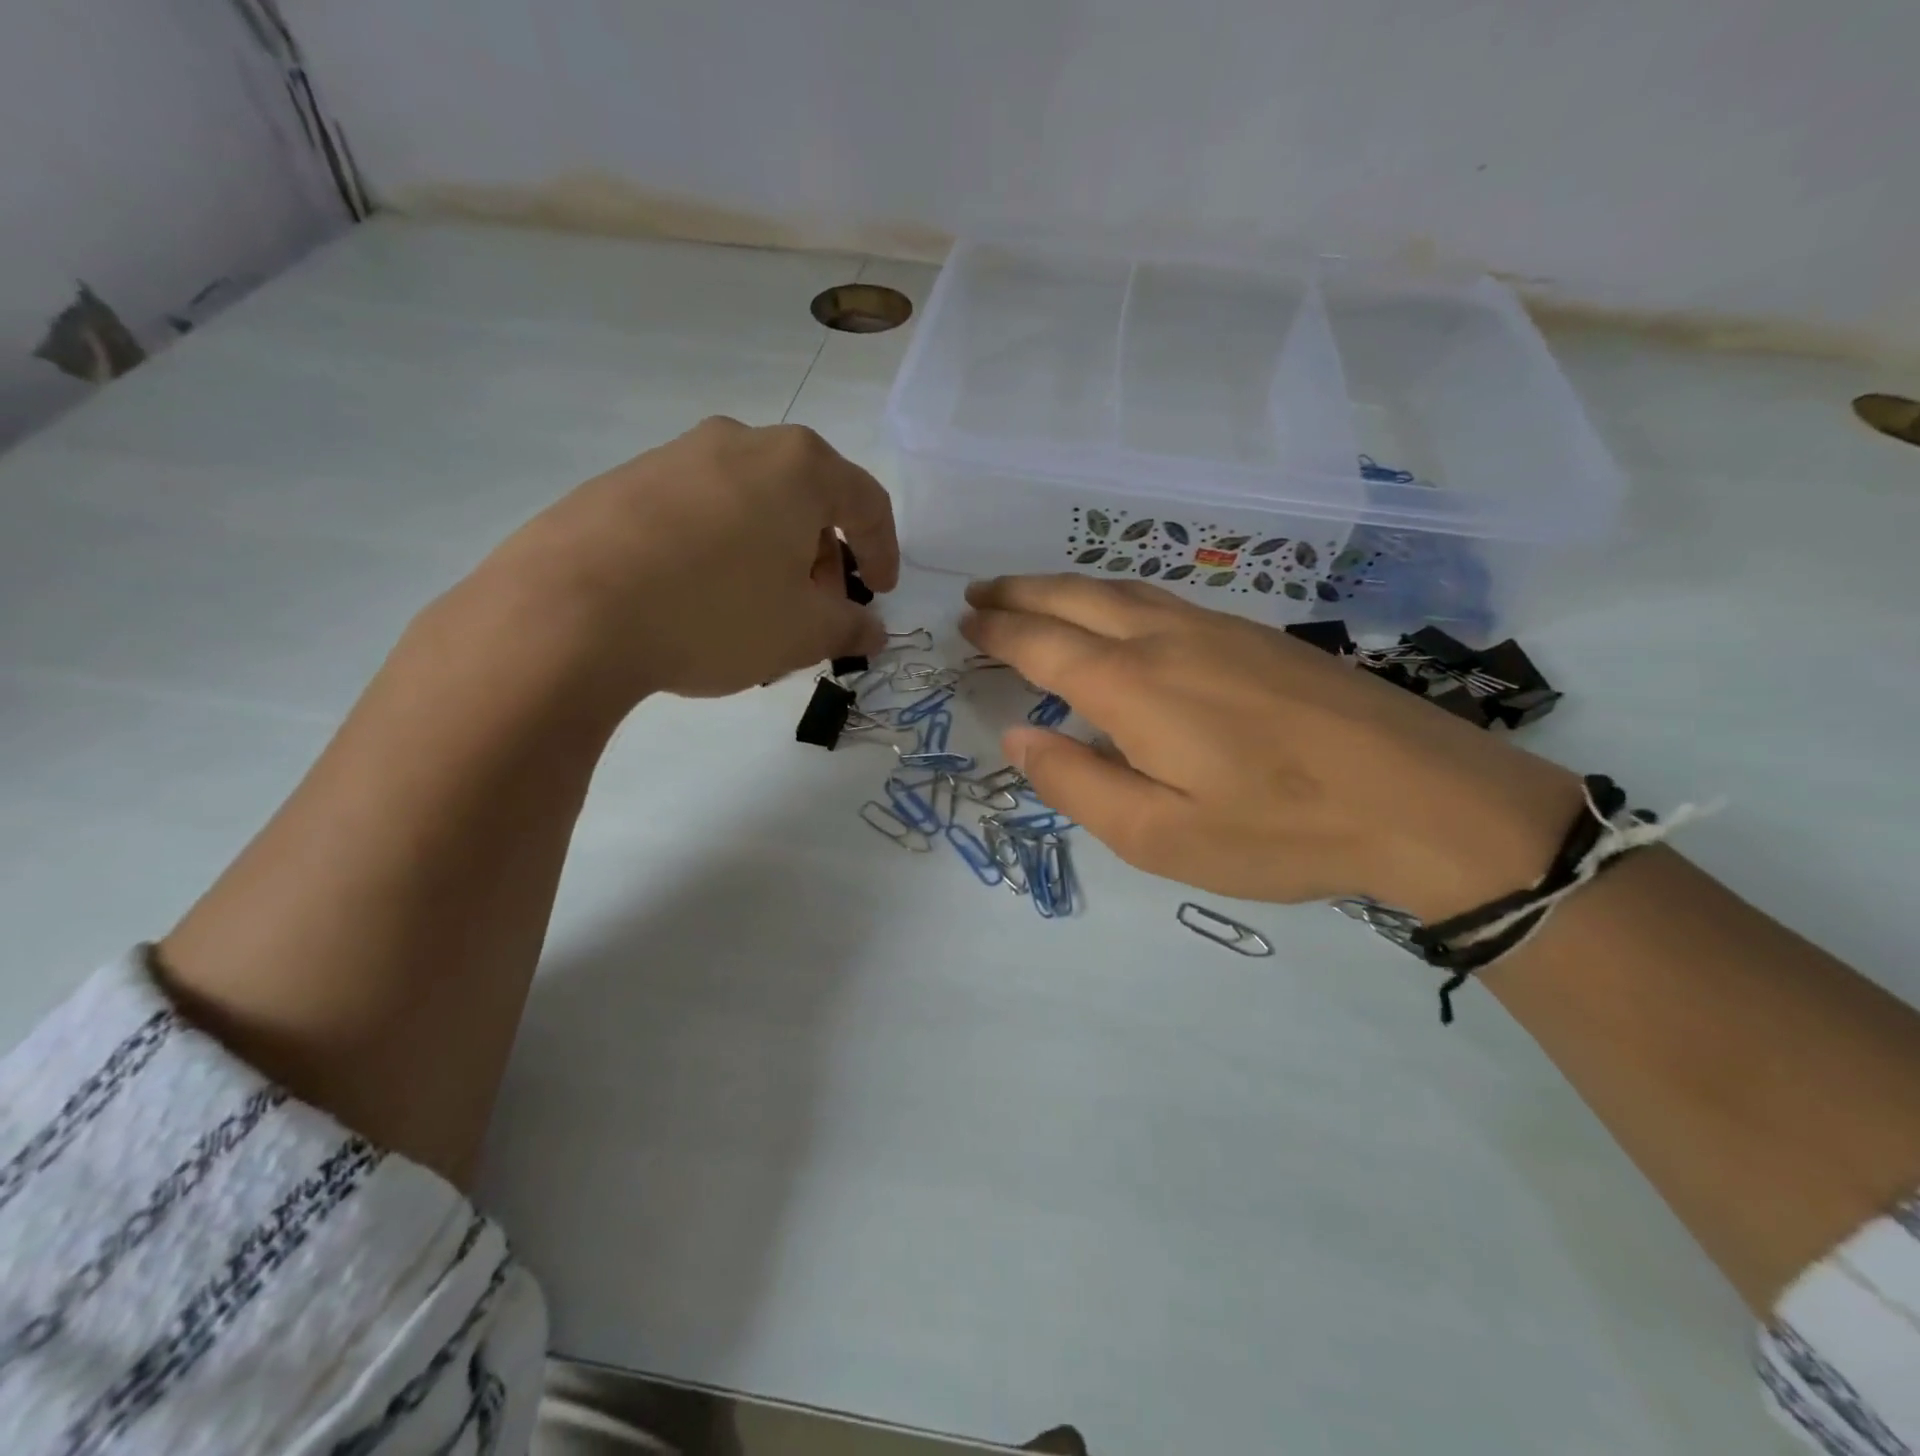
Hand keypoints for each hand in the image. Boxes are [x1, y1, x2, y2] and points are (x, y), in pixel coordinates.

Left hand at [459, 417, 898, 712]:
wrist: (568, 612)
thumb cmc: (715, 613)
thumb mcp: (802, 633)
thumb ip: (850, 628)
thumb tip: (872, 630)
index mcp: (797, 466)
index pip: (866, 502)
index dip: (883, 551)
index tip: (880, 593)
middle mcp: (739, 443)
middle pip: (805, 500)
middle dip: (822, 559)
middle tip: (817, 611)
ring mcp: (674, 456)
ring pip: (750, 506)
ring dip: (771, 556)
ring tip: (758, 614)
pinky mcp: (623, 483)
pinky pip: (698, 514)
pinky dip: (720, 552)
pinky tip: (701, 601)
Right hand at [961, 575, 1583, 919]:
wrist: (1422, 798)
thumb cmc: (1280, 829)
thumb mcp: (1159, 837)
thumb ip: (1077, 784)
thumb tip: (1017, 739)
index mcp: (1131, 686)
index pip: (1042, 645)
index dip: (999, 633)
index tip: (966, 624)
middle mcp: (1165, 639)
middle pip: (1074, 598)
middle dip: (1019, 592)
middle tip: (980, 594)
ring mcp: (1216, 628)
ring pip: (1120, 590)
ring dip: (1064, 586)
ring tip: (1031, 594)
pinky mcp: (1256, 635)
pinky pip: (1161, 598)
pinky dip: (1113, 595)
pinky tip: (1115, 612)